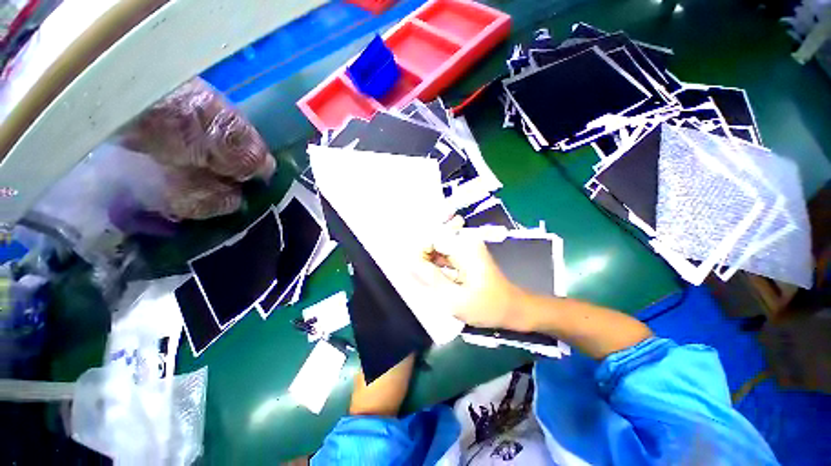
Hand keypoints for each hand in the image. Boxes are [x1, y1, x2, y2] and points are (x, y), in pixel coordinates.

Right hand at [414, 217, 527, 330]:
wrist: (513, 308)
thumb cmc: (487, 306)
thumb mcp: (454, 298)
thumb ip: (430, 278)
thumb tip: (408, 262)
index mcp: (463, 247)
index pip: (430, 238)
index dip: (417, 252)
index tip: (410, 269)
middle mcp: (464, 242)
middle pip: (433, 242)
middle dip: (422, 258)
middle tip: (414, 276)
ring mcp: (466, 248)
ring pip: (438, 250)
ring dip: (428, 263)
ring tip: (421, 279)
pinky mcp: (466, 255)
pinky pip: (445, 256)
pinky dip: (436, 266)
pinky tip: (432, 279)